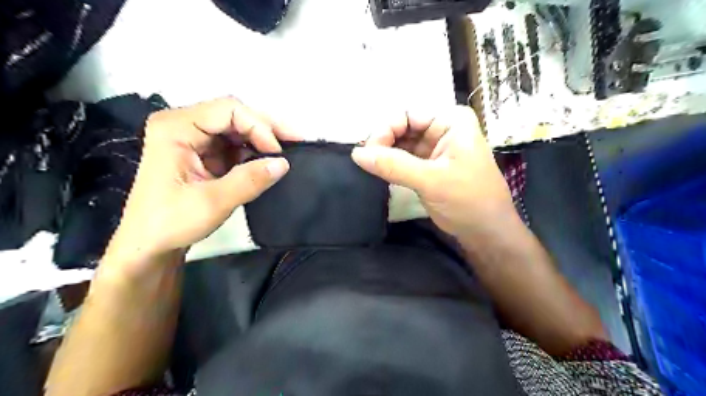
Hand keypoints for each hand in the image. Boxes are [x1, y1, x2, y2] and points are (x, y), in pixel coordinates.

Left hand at [104, 98, 295, 269]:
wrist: (149, 245)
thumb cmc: (170, 223)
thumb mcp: (213, 202)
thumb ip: (249, 180)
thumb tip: (284, 163)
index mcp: (176, 128)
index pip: (228, 110)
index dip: (259, 127)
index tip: (278, 153)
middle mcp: (184, 125)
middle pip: (234, 115)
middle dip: (266, 129)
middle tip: (297, 142)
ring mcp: (193, 139)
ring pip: (237, 128)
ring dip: (263, 140)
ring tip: (288, 152)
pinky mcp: (203, 153)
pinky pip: (235, 145)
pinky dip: (254, 152)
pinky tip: (269, 161)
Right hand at [352, 105, 513, 240]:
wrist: (487, 231)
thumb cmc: (468, 200)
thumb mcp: (431, 180)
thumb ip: (393, 165)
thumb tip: (356, 153)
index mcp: (451, 120)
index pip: (408, 114)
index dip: (385, 129)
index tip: (367, 152)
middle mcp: (442, 128)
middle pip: (402, 127)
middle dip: (383, 142)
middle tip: (366, 161)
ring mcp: (435, 147)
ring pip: (401, 143)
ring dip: (384, 154)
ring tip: (369, 167)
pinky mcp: (428, 165)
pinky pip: (403, 158)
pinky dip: (390, 164)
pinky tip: (378, 171)